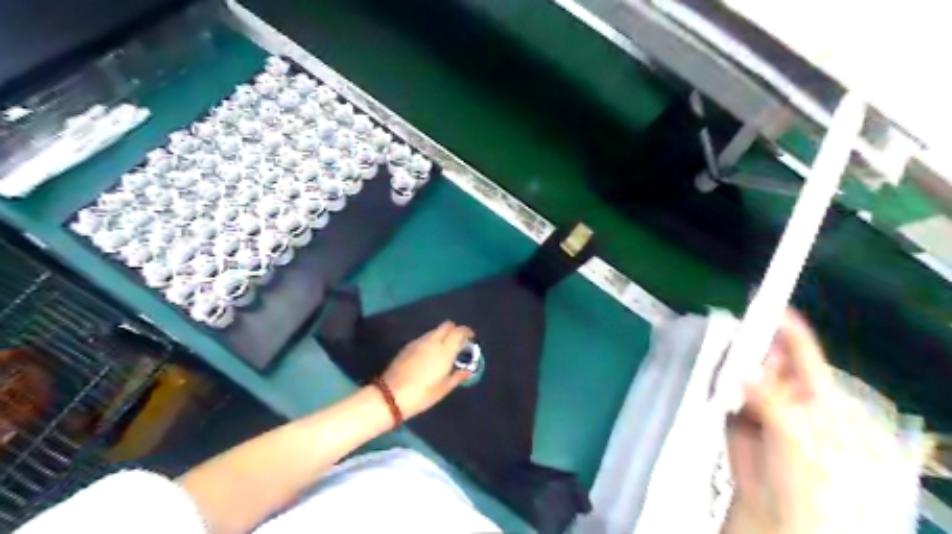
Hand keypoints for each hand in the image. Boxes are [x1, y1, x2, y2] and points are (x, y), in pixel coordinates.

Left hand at [383, 318, 473, 417]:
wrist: (391, 396)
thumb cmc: (422, 394)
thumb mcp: (444, 388)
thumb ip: (457, 376)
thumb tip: (467, 370)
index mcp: (445, 350)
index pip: (459, 331)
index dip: (467, 332)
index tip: (471, 337)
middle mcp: (432, 341)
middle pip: (447, 325)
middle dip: (454, 330)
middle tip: (458, 342)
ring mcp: (418, 342)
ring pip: (434, 330)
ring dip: (442, 335)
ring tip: (444, 350)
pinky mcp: (407, 346)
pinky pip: (424, 337)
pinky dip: (431, 341)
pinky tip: (429, 355)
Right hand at [727, 309, 829, 532]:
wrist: (775, 513)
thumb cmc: (805, 480)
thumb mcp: (797, 437)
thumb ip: (771, 400)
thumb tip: (744, 368)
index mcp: (813, 393)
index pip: (801, 350)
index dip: (784, 323)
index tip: (763, 298)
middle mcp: (785, 391)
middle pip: (764, 354)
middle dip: (747, 343)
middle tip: (727, 332)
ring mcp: (757, 400)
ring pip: (740, 369)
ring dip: (727, 360)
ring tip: (712, 349)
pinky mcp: (733, 411)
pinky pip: (722, 387)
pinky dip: (713, 378)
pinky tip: (705, 370)